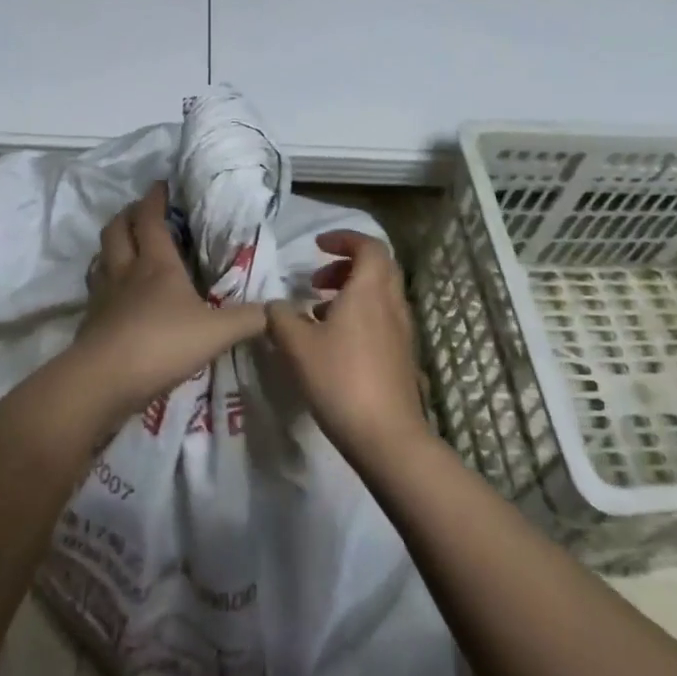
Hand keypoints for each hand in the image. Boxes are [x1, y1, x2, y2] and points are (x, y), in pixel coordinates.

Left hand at [63, 181, 266, 424]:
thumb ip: (250, 319)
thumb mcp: (217, 332)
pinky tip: (113, 293)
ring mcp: (103, 295)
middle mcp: (126, 271)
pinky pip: (95, 288)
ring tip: (124, 245)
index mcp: (156, 264)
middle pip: (117, 230)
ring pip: (101, 257)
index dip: (155, 199)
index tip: (161, 184)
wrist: (105, 380)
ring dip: (111, 245)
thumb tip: (280, 309)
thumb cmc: (163, 344)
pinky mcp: (90, 321)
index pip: (151, 219)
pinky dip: (103, 280)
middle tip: (140, 210)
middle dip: (128, 214)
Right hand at [266, 230, 430, 467]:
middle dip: (346, 264)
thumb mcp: (297, 346)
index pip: (369, 246)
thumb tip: (275, 305)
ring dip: (351, 292)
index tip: (318, 246)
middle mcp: (391, 303)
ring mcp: (401, 331)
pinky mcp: (402, 356)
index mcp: (369, 290)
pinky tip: (334, 342)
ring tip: (318, 312)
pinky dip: (359, 315)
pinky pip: (382, 318)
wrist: (387, 436)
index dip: (344, 239)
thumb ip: (281, 318)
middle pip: (377, 267)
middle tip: (316, 279)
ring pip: (379, 294)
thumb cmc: (341, 380)